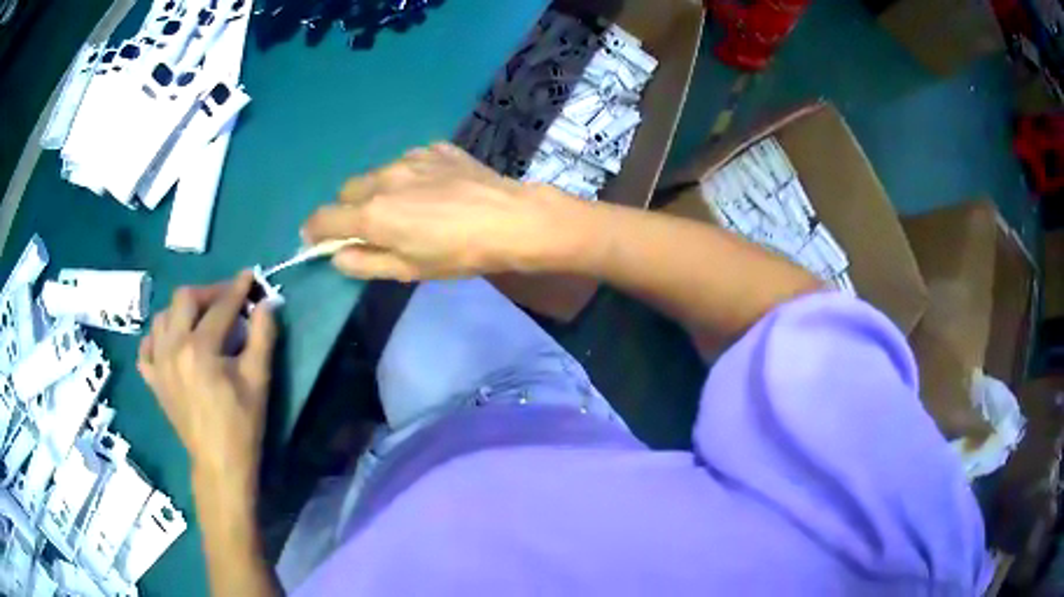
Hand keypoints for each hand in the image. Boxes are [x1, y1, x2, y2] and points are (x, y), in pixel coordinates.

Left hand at [137, 272, 276, 494]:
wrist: (219, 464)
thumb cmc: (242, 424)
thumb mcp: (258, 379)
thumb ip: (263, 335)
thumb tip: (268, 302)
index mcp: (200, 348)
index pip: (220, 306)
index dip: (238, 289)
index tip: (250, 277)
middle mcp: (172, 348)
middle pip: (184, 298)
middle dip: (208, 292)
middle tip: (226, 300)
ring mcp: (158, 364)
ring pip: (163, 317)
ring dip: (182, 310)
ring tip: (200, 320)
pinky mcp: (153, 380)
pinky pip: (147, 347)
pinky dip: (158, 338)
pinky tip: (171, 343)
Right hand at [302, 142, 587, 280]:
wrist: (510, 219)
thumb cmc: (458, 254)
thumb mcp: (408, 270)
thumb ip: (365, 262)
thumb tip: (336, 256)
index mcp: (372, 213)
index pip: (323, 218)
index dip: (314, 231)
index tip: (317, 239)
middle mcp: (383, 178)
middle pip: (347, 191)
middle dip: (350, 209)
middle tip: (373, 226)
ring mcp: (411, 158)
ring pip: (377, 173)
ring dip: (380, 189)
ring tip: (410, 206)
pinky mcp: (436, 149)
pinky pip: (409, 161)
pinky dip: (410, 175)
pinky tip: (435, 188)